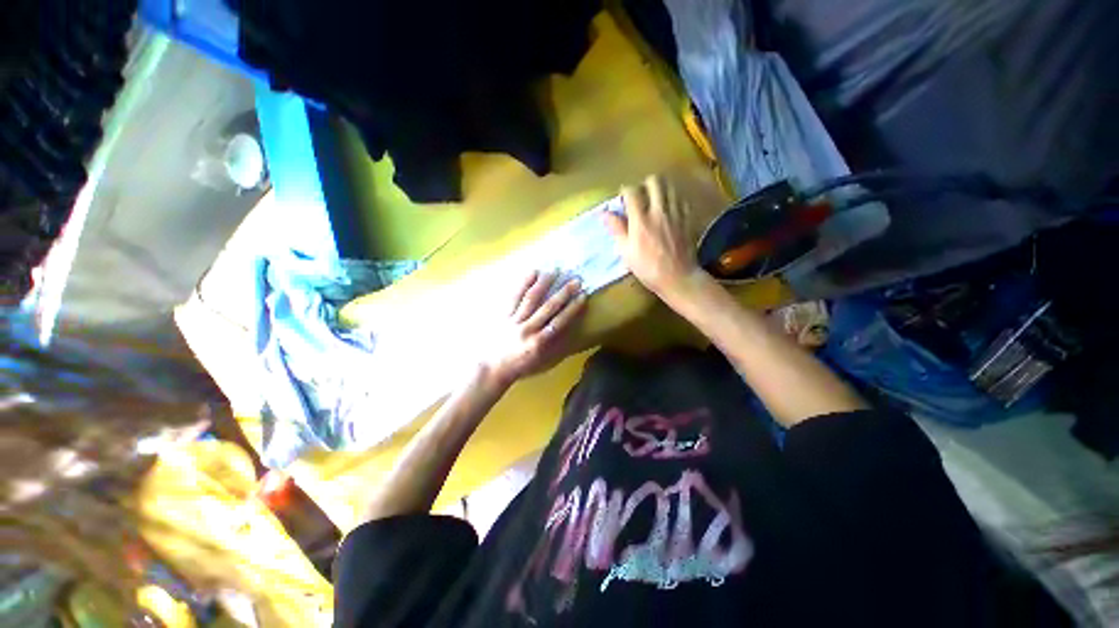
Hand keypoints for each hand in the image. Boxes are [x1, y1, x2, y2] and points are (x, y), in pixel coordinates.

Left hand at [480, 271, 586, 385]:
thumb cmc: (520, 366)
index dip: (573, 308)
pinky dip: (523, 283)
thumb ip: (554, 345)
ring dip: (544, 284)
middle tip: (575, 280)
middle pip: (548, 307)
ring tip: (555, 271)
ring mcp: (514, 320)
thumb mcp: (540, 361)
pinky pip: (514, 296)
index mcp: (539, 342)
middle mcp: (528, 329)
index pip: (560, 321)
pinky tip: (532, 272)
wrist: (492, 368)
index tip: (583, 296)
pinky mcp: (503, 314)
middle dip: (564, 293)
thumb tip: (568, 328)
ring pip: (531, 298)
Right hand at [604, 175, 702, 300]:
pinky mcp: (688, 219)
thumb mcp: (626, 252)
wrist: (678, 277)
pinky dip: (674, 199)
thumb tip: (604, 213)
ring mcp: (676, 213)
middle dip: (645, 184)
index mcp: (641, 220)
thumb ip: (617, 229)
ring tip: (655, 199)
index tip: (623, 196)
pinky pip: (682, 199)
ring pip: (670, 187)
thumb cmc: (647, 268)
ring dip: (661, 189)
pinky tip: (670, 209)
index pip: (632, 192)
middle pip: (654, 182)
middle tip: (641, 195)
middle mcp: (659, 211)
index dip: (625, 190)